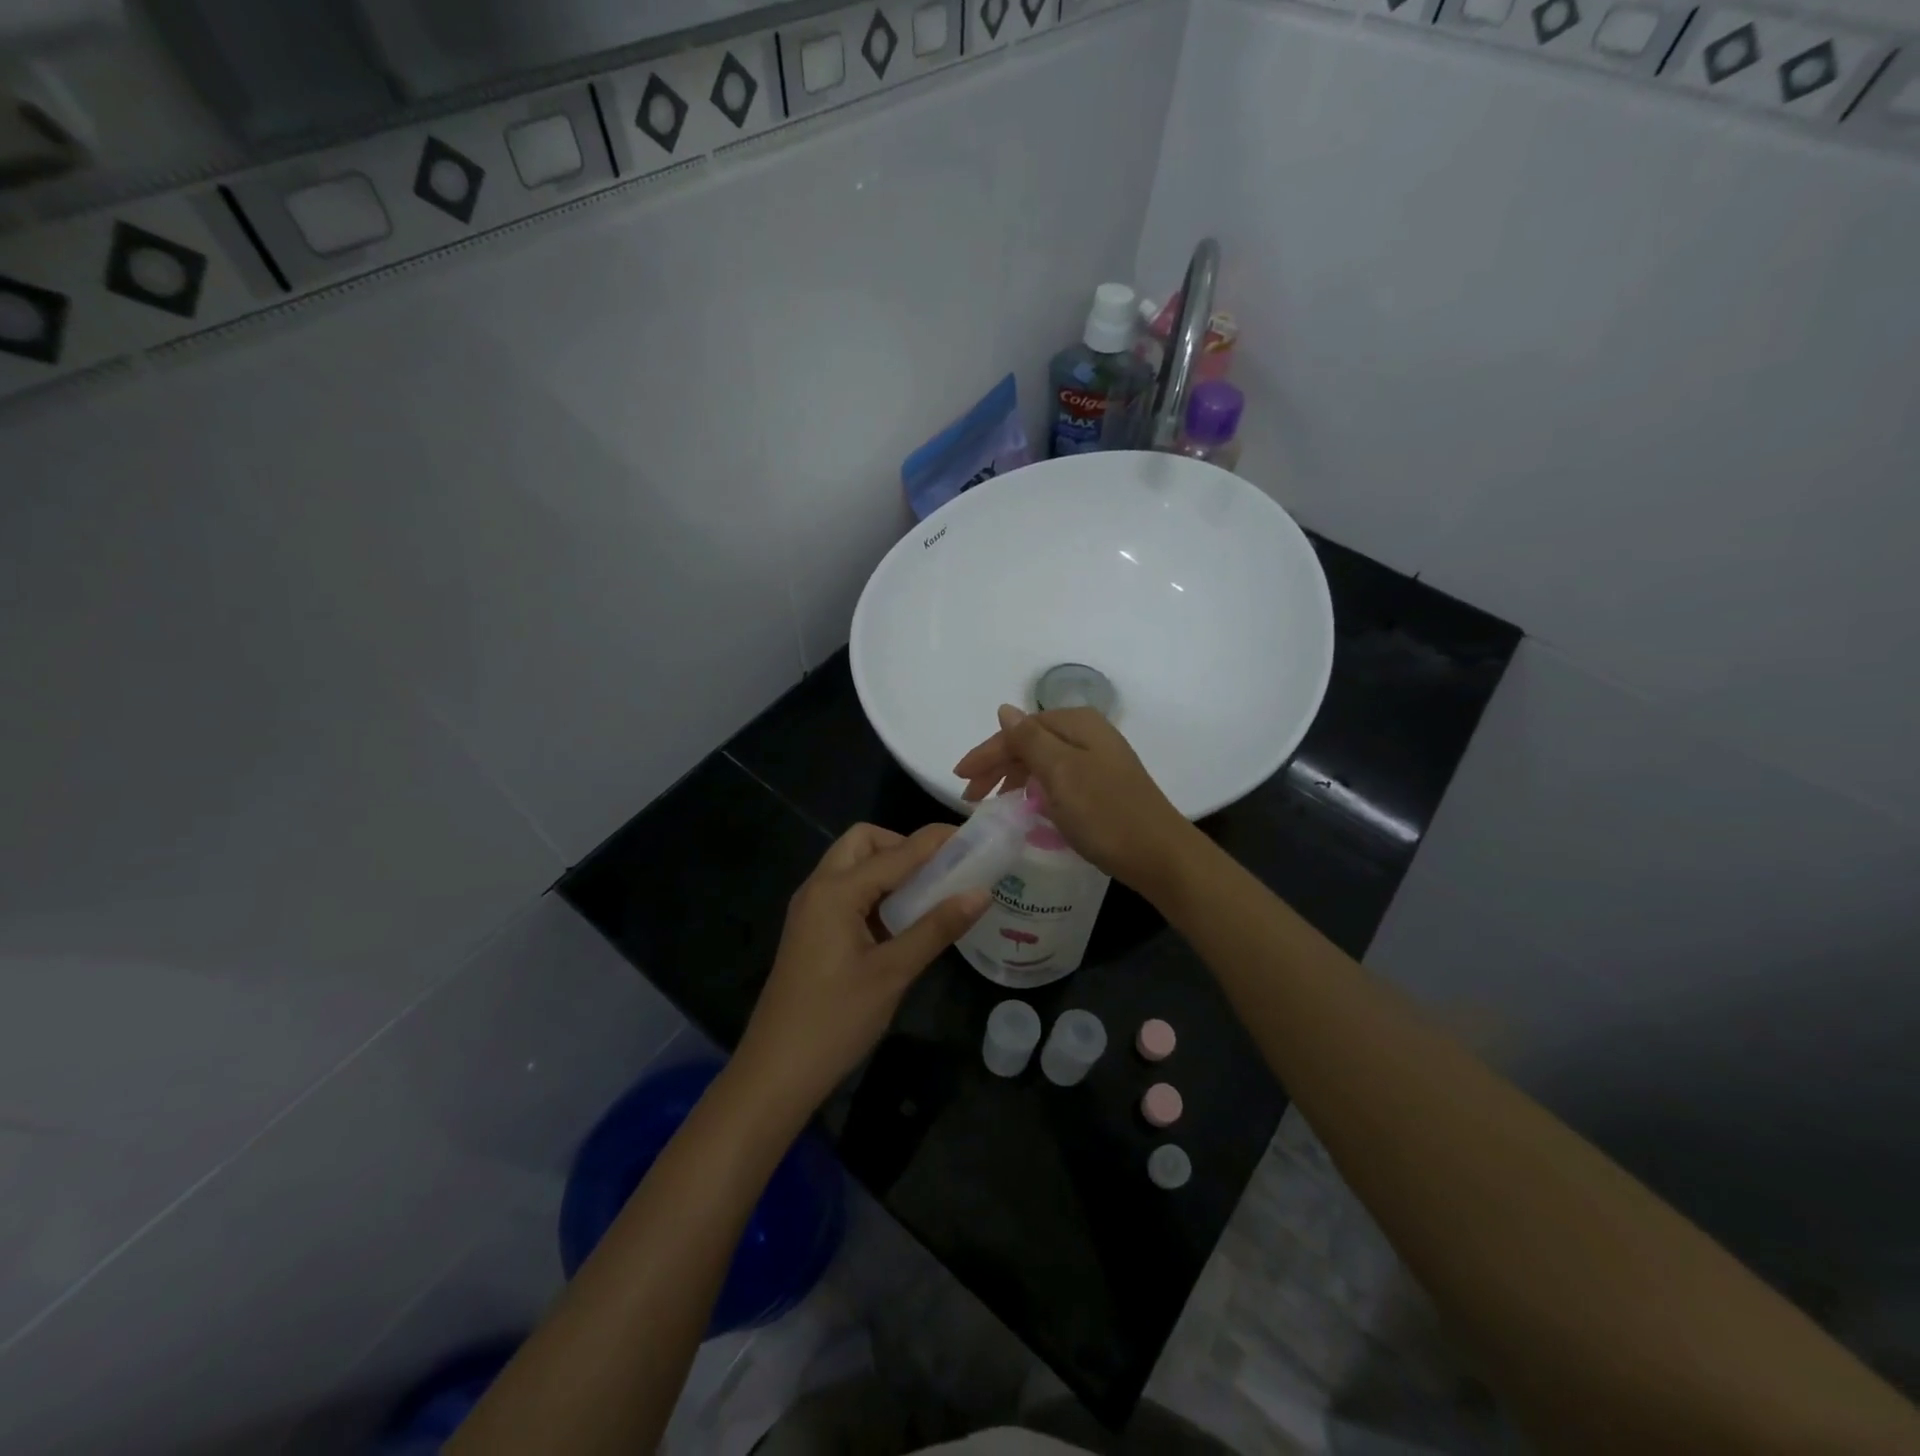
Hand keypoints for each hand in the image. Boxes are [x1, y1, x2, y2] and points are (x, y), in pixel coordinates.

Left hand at [732, 823, 988, 1114]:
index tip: (973, 838)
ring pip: (853, 866)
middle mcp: (819, 888)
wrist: (775, 1073)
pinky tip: (901, 921)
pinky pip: (846, 892)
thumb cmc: (835, 1020)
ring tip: (928, 895)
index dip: (936, 842)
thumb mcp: (893, 973)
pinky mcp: (811, 931)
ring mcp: (810, 910)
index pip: (896, 852)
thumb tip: (981, 893)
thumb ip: (936, 927)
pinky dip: (875, 892)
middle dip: (903, 847)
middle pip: (863, 843)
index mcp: (836, 891)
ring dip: (889, 869)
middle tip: (939, 873)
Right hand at [952, 706, 1196, 894]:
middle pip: (1030, 743)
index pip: (1019, 730)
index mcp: (1077, 724)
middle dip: (997, 766)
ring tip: (993, 803)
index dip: (987, 753)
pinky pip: (1057, 779)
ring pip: (1043, 761)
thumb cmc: (1105, 812)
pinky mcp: (1102, 786)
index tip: (960, 778)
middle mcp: (1088, 734)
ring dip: (1014, 778)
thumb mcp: (1061, 773)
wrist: (1159, 855)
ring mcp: (1098, 761)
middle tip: (971, 797)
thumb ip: (1030, 740)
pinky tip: (1027, 806)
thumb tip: (1004, 710)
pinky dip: (1036, 789)